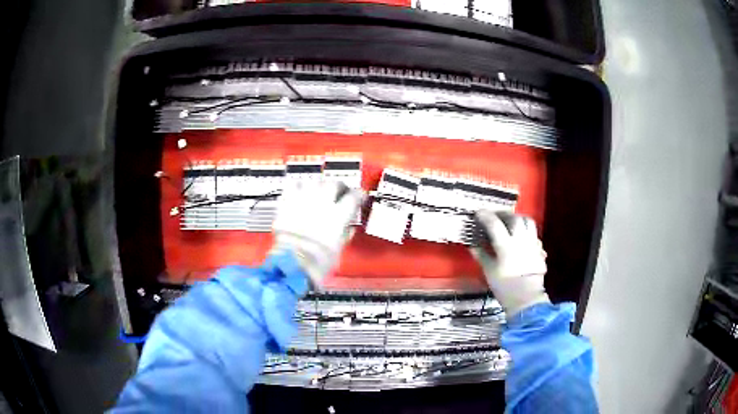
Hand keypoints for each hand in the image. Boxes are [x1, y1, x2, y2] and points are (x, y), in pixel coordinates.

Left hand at [271, 181, 363, 285]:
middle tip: (340, 191)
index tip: (360, 196)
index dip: (359, 194)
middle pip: (334, 184)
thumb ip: (344, 234)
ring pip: (314, 181)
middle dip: (339, 186)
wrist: (291, 264)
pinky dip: (298, 185)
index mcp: (338, 215)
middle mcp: (322, 203)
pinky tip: (300, 190)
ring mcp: (303, 201)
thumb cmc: (317, 262)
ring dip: (319, 184)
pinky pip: (292, 185)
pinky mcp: (286, 203)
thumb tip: (348, 228)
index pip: (354, 196)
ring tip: (320, 190)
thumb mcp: (338, 250)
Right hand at [470, 210, 549, 317]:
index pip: (494, 224)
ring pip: (527, 221)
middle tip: (495, 216)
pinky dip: (526, 231)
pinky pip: (533, 234)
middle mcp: (520, 239)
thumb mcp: (489, 271)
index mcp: (505, 245)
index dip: (485, 216)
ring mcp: (532, 243)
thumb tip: (472, 245)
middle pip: (514, 218)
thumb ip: (481, 255)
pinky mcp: (539, 250)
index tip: (478, 212)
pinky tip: (521, 237)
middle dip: (503, 214)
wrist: (527, 298)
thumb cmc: (505, 286)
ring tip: (510, 222)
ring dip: (518, 218)